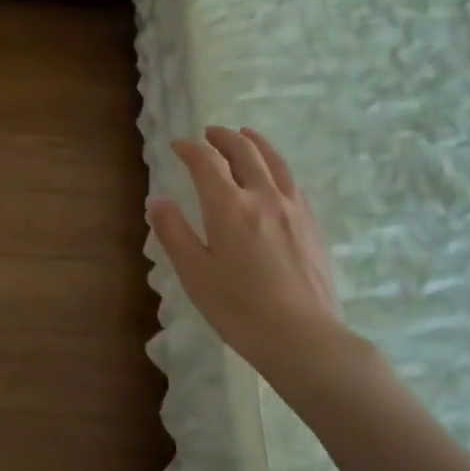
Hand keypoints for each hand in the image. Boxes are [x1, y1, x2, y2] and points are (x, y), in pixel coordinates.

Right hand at [148, 126, 348, 379]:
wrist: (304, 337)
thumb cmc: (239, 309)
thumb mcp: (195, 274)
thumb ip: (174, 232)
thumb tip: (157, 201)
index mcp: (229, 207)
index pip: (206, 163)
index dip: (190, 149)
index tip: (178, 145)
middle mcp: (263, 197)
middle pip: (244, 152)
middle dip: (224, 138)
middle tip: (210, 133)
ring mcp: (293, 209)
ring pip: (275, 162)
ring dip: (256, 143)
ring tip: (246, 135)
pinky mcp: (313, 225)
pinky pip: (293, 182)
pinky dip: (278, 166)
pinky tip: (276, 175)